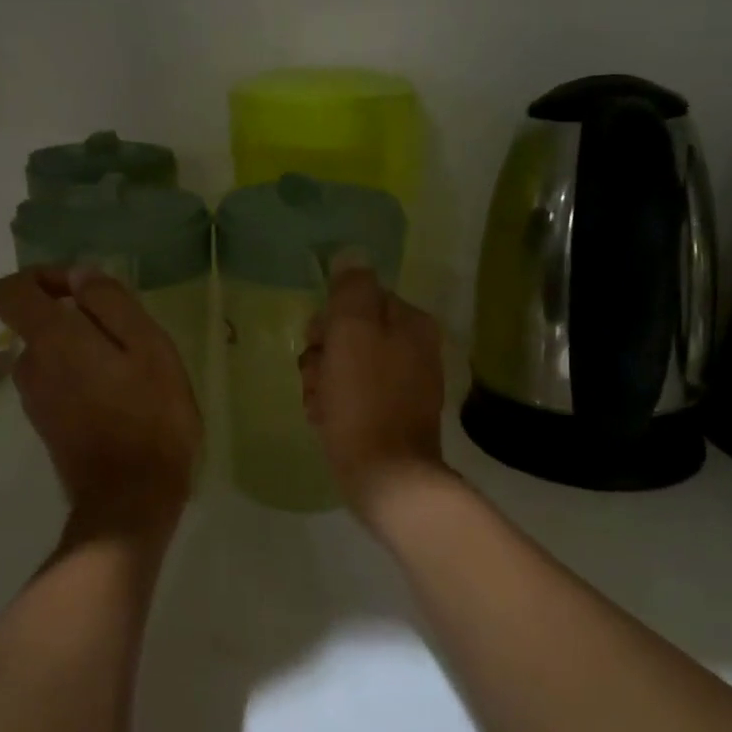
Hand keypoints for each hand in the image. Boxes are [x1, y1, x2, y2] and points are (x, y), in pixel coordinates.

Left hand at [0, 267, 201, 531]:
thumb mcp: (149, 347)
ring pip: (55, 355)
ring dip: (87, 352)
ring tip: (133, 374)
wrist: (131, 500)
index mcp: (51, 340)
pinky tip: (123, 401)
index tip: (84, 288)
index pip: (10, 290)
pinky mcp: (47, 425)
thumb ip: (111, 303)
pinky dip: (85, 380)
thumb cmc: (150, 417)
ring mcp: (34, 400)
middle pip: (40, 323)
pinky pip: (60, 384)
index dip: (43, 277)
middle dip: (80, 319)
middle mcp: (30, 366)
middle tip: (131, 340)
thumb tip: (80, 275)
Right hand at [299, 267, 449, 515]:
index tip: (319, 343)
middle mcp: (412, 348)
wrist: (385, 476)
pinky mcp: (388, 415)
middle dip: (322, 355)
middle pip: (347, 334)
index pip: (356, 299)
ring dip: (321, 383)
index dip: (329, 320)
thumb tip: (350, 255)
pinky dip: (333, 406)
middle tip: (319, 379)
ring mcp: (402, 384)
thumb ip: (351, 289)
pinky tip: (327, 422)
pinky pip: (350, 396)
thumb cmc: (365, 400)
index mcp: (410, 323)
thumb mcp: (353, 333)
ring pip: (343, 366)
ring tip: (322, 406)